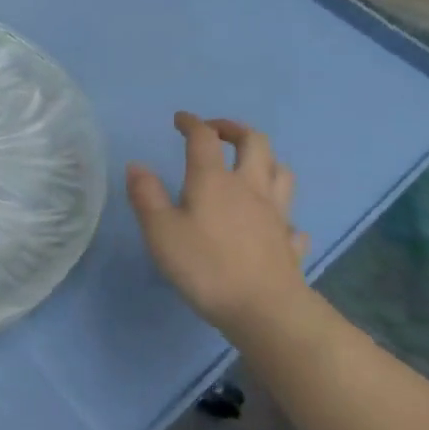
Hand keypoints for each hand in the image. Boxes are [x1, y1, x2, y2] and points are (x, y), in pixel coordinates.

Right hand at [126, 113, 308, 331]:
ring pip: (281, 173)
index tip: (180, 119)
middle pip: (254, 142)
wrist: (265, 310)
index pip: (204, 138)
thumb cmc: (206, 267)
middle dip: (234, 129)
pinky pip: (291, 220)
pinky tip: (274, 223)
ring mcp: (276, 215)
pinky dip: (282, 214)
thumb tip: (137, 165)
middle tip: (217, 132)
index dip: (192, 123)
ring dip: (265, 160)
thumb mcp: (161, 232)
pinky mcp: (289, 243)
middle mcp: (249, 188)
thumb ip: (146, 196)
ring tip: (249, 165)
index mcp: (214, 180)